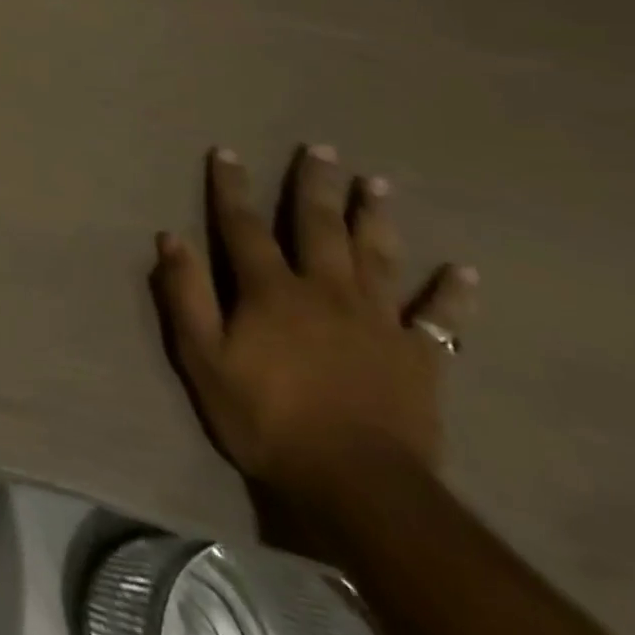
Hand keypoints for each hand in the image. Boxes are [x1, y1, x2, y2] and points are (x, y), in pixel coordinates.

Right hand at [153, 145, 478, 500]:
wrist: (358, 485)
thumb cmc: (267, 419)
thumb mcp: (203, 359)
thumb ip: (185, 296)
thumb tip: (170, 237)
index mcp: (271, 290)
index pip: (244, 226)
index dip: (232, 187)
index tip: (227, 152)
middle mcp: (324, 291)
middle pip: (318, 227)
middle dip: (315, 185)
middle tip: (322, 148)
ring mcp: (377, 321)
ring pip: (377, 257)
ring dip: (375, 218)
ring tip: (376, 183)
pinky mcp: (419, 358)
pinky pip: (440, 320)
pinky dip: (452, 295)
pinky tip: (465, 272)